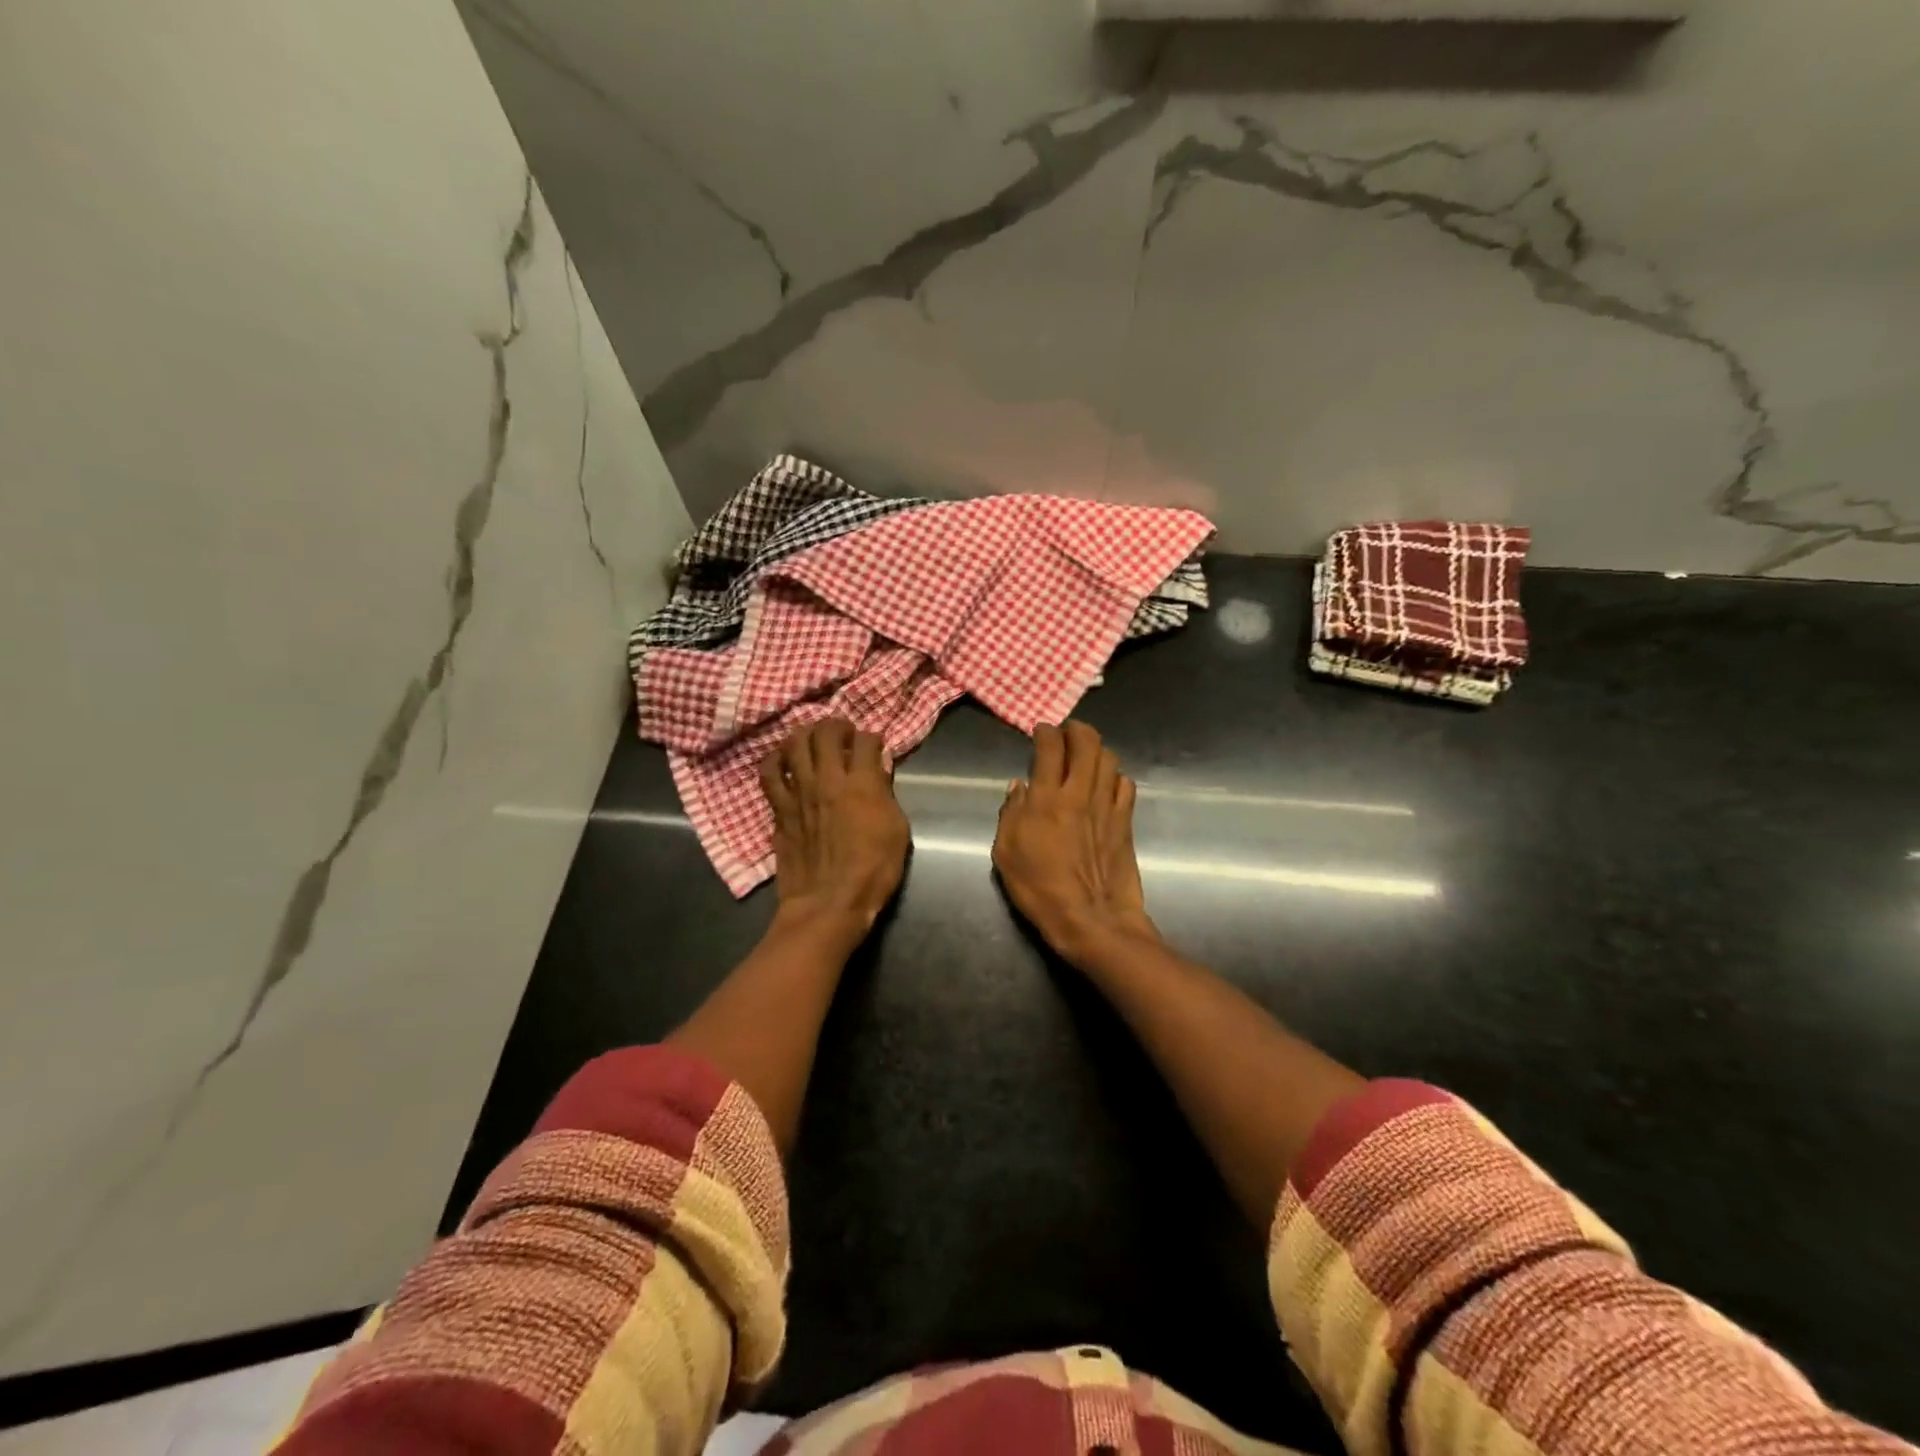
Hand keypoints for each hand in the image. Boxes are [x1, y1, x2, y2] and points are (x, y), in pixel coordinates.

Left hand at [760, 718, 909, 942]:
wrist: (829, 902)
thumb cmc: (873, 870)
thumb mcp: (897, 830)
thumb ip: (886, 794)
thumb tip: (878, 772)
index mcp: (862, 783)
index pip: (866, 740)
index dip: (872, 738)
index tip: (874, 745)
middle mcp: (828, 779)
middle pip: (826, 732)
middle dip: (837, 726)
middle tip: (843, 733)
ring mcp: (799, 791)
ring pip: (794, 744)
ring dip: (805, 735)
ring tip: (813, 741)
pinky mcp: (779, 808)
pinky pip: (770, 772)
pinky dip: (776, 759)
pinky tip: (783, 760)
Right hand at [992, 721, 1158, 965]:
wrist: (1091, 919)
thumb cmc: (1040, 888)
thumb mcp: (1006, 853)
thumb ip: (1010, 814)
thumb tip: (1019, 787)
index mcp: (1046, 798)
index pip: (1049, 747)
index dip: (1045, 732)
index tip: (1040, 731)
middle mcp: (1079, 793)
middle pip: (1087, 742)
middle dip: (1076, 730)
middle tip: (1066, 733)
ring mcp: (1107, 806)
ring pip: (1109, 758)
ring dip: (1096, 749)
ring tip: (1086, 755)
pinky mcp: (1125, 821)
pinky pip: (1125, 784)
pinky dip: (1114, 776)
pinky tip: (1105, 785)